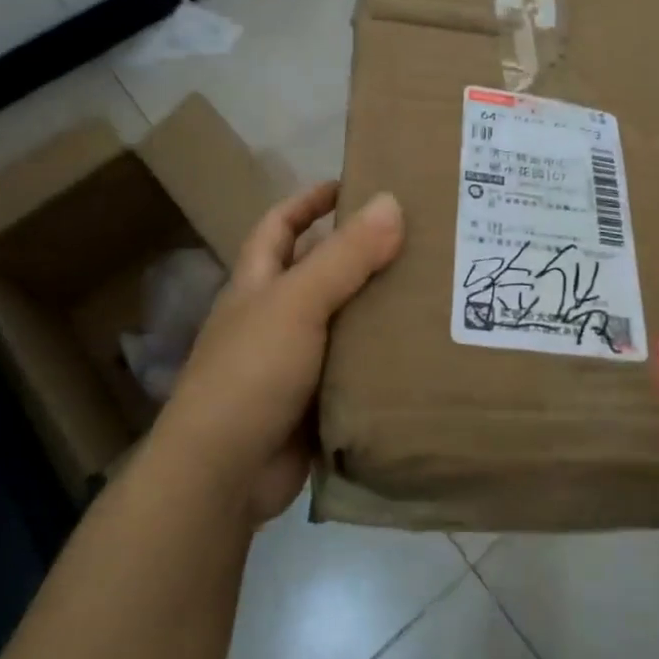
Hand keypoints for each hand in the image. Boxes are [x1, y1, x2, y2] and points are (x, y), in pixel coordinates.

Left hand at [156, 182, 403, 522]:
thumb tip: (392, 202)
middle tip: (418, 237)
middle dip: (360, 252)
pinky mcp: (316, 400)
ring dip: (378, 306)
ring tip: (435, 288)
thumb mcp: (298, 303)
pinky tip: (422, 348)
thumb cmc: (251, 373)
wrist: (223, 475)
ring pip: (343, 320)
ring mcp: (294, 361)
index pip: (280, 226)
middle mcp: (274, 317)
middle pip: (319, 271)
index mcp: (258, 284)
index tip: (353, 184)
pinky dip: (382, 356)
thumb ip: (345, 255)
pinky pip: (355, 366)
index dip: (309, 201)